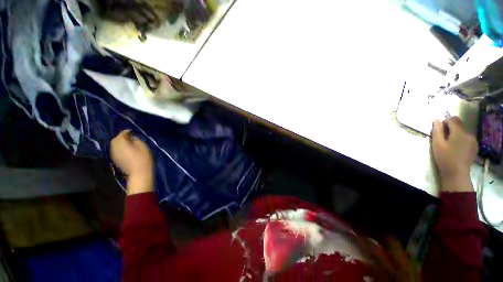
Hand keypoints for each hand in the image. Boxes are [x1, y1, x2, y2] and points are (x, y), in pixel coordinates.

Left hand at [111, 130, 153, 194]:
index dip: (126, 132)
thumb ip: (136, 140)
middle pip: (115, 140)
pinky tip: (126, 150)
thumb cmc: (143, 159)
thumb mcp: (143, 147)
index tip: (131, 131)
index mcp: (121, 144)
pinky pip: (116, 151)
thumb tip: (132, 137)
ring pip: (114, 145)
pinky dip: (120, 148)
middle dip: (121, 137)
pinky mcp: (116, 160)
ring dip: (120, 143)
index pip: (121, 134)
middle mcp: (115, 148)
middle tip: (129, 137)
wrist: (139, 174)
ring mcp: (114, 155)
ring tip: (128, 143)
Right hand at [431, 117, 477, 191]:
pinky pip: (467, 138)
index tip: (439, 130)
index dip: (445, 122)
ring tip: (450, 144)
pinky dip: (461, 139)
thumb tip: (436, 120)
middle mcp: (469, 133)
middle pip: (459, 124)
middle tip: (443, 138)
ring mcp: (473, 140)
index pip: (453, 119)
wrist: (456, 173)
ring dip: (456, 134)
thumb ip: (437, 130)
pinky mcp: (474, 146)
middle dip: (450, 128)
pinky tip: (456, 148)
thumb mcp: (437, 143)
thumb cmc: (445, 158)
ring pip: (463, 131)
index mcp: (459, 132)